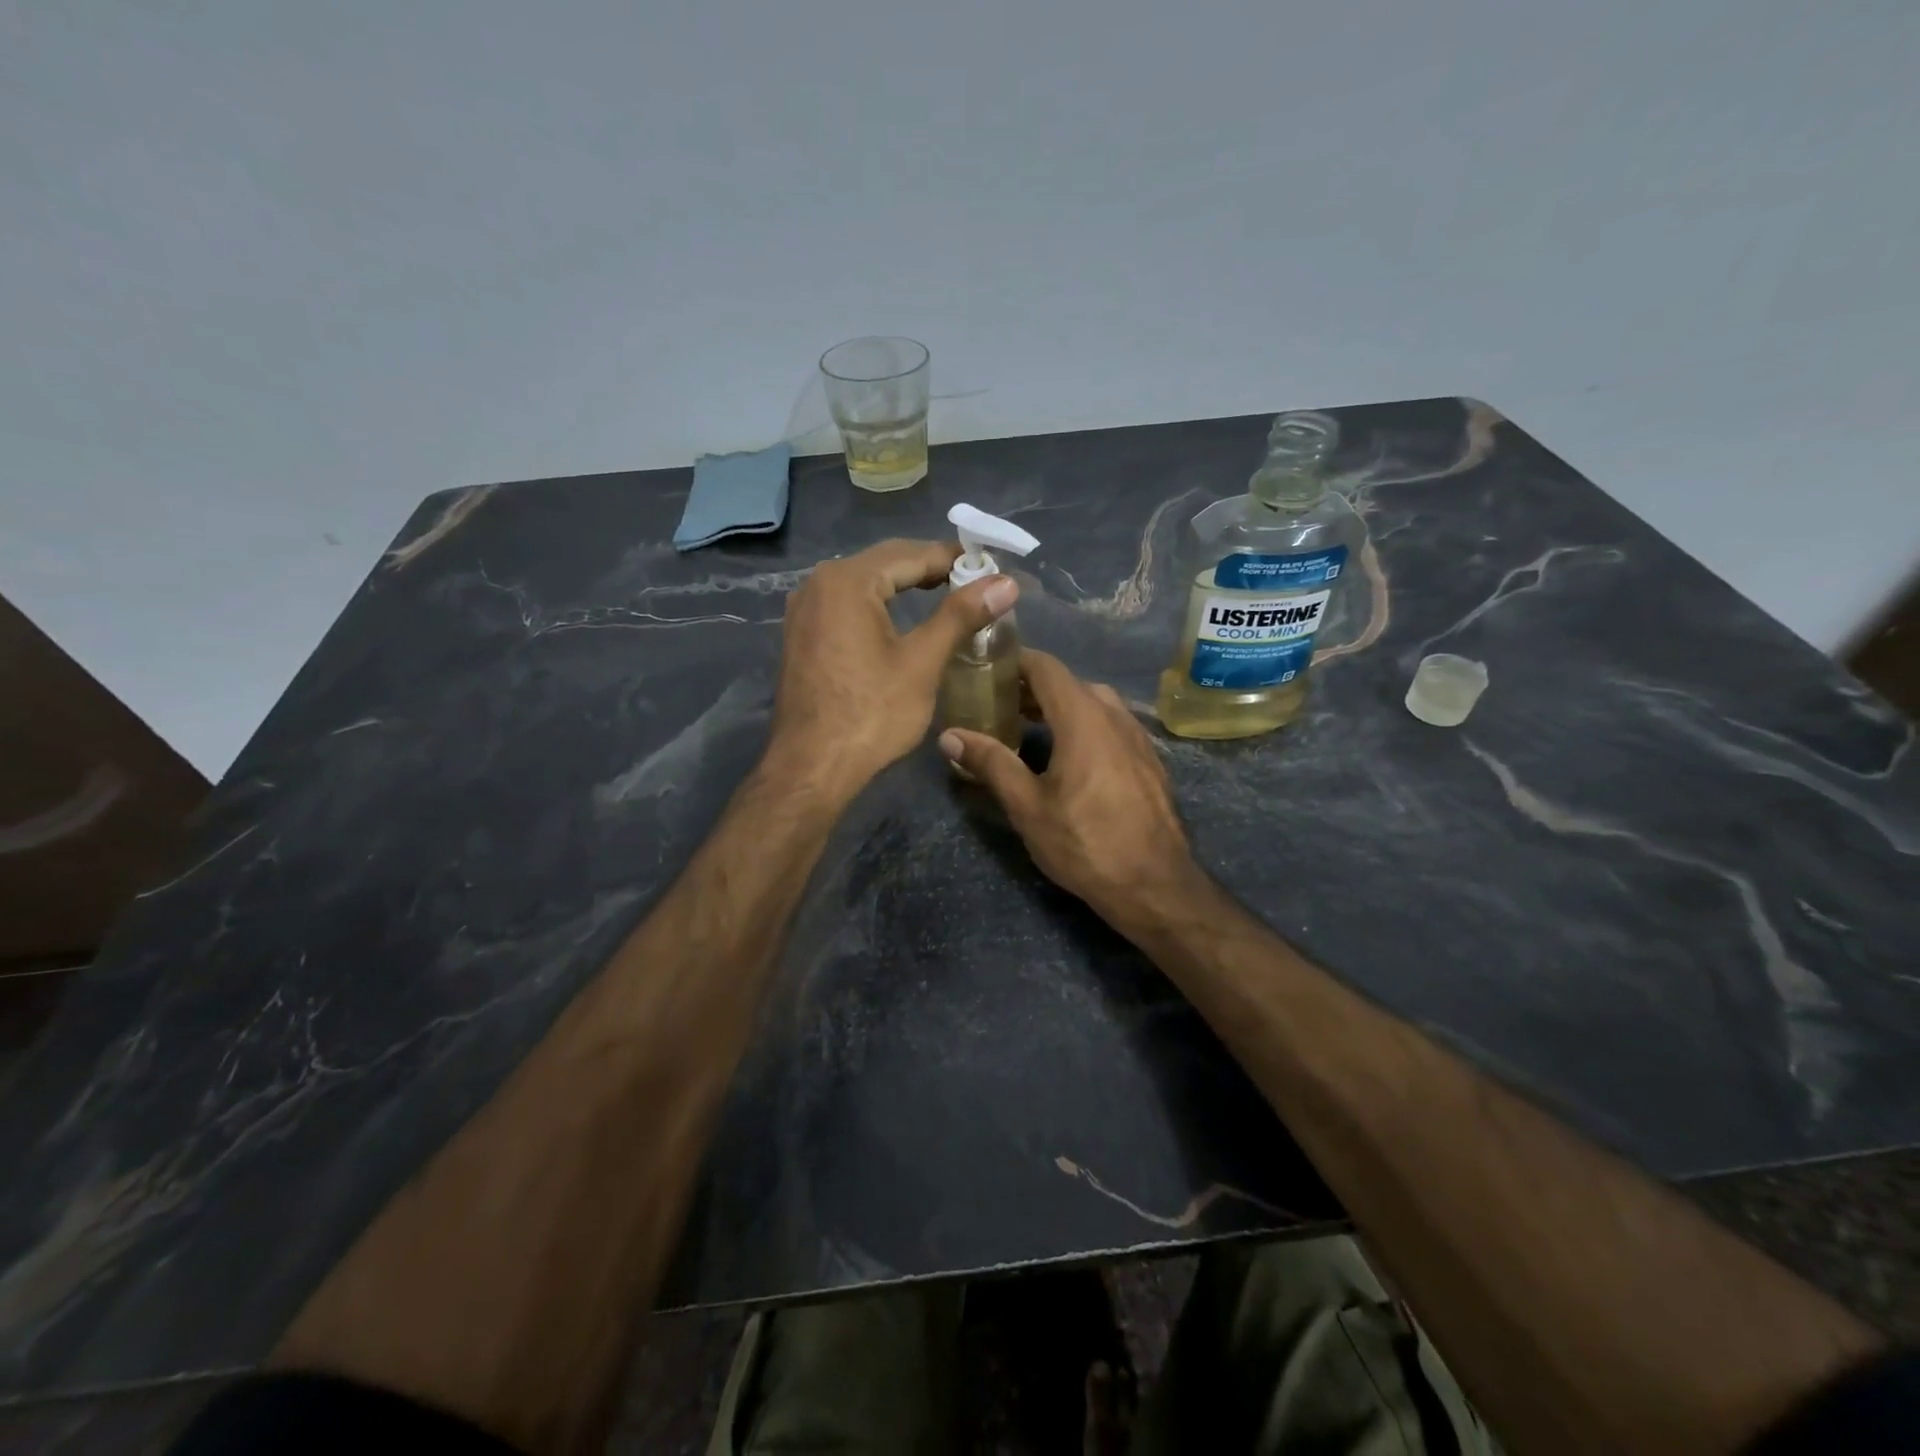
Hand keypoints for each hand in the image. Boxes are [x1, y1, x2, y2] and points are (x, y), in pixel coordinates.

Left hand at [769, 539, 1017, 800]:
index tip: (991, 568)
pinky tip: (902, 620)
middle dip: (929, 568)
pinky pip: (847, 605)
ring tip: (947, 596)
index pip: (911, 554)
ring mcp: (804, 610)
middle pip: (885, 563)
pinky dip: (879, 605)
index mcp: (847, 581)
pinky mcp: (801, 635)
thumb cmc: (871, 714)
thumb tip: (1006, 583)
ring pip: (864, 583)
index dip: (954, 559)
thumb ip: (961, 615)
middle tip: (975, 582)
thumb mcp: (922, 662)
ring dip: (904, 585)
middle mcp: (818, 584)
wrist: (812, 767)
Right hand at [938, 650, 1195, 918]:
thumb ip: (991, 763)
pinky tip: (1070, 757)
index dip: (1015, 661)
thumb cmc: (1085, 843)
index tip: (986, 670)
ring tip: (1029, 729)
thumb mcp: (1028, 806)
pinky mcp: (1149, 760)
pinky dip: (1085, 725)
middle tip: (999, 705)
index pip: (1046, 667)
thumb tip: (950, 736)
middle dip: (1033, 688)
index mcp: (1083, 718)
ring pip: (1094, 703)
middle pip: (1069, 683)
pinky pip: (1112, 725)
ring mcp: (1138, 737)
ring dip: (1060, 707)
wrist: (1156, 885)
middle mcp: (1115, 716)